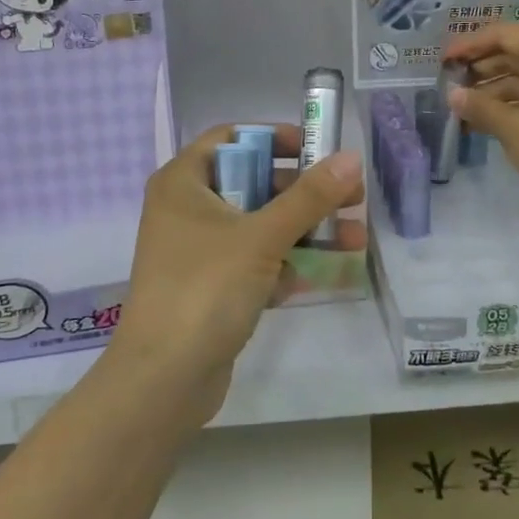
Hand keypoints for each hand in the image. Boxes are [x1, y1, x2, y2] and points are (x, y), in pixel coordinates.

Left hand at [107, 123, 363, 424]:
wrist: (163, 380)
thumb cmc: (206, 289)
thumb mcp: (262, 237)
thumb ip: (310, 197)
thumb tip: (352, 158)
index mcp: (183, 182)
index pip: (231, 138)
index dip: (275, 138)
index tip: (316, 149)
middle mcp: (186, 210)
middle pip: (253, 183)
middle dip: (304, 193)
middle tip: (350, 198)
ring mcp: (197, 251)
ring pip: (259, 226)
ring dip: (304, 232)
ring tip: (355, 239)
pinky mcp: (210, 287)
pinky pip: (254, 262)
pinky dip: (284, 265)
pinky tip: (318, 277)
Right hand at [444, 23, 518, 216]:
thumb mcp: (513, 128)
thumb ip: (480, 107)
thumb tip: (453, 95)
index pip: (504, 34)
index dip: (470, 44)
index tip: (444, 60)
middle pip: (515, 53)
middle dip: (480, 67)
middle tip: (450, 84)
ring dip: (493, 90)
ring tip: (463, 109)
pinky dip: (512, 105)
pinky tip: (488, 123)